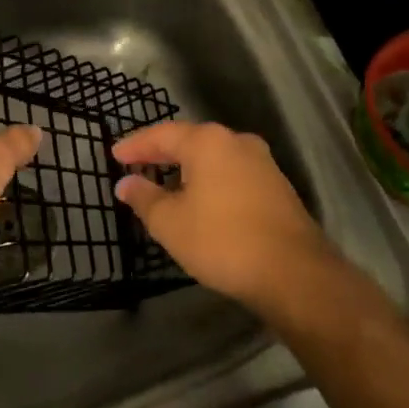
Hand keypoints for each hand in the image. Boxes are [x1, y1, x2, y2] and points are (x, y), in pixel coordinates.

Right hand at [113, 121, 331, 309]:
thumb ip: (144, 198)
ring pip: (213, 157)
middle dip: (161, 153)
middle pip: (190, 140)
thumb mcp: (171, 223)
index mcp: (207, 142)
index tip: (114, 155)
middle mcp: (236, 141)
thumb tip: (125, 183)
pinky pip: (231, 173)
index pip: (161, 135)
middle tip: (136, 164)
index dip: (135, 145)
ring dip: (187, 167)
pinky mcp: (276, 186)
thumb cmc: (222, 240)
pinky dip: (210, 180)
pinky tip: (200, 199)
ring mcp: (262, 162)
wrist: (293, 272)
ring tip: (165, 182)